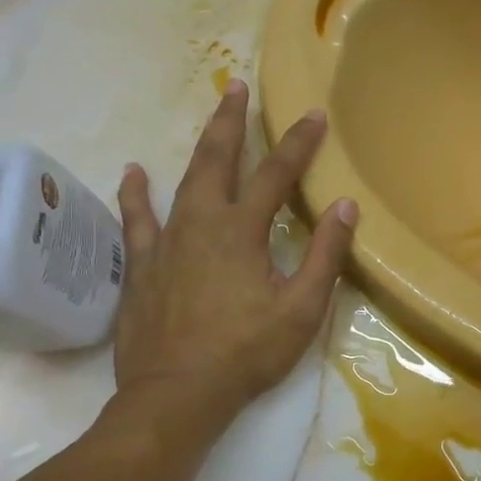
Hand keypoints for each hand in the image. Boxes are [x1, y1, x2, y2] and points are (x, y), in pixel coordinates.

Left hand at [112, 81, 356, 415]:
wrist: (176, 394)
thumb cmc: (247, 352)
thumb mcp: (302, 308)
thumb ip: (324, 255)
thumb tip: (346, 206)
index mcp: (241, 232)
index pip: (276, 176)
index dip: (298, 144)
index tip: (313, 115)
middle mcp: (200, 224)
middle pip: (217, 161)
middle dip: (232, 122)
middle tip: (237, 86)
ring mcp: (166, 243)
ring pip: (181, 181)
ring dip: (198, 147)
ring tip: (207, 117)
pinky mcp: (142, 266)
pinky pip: (137, 220)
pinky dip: (136, 194)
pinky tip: (134, 172)